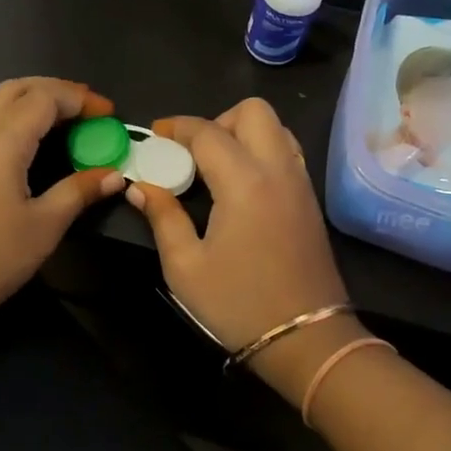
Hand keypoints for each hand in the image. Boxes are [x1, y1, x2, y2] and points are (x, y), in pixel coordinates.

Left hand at [0, 78, 123, 338]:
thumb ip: (79, 192)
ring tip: (51, 118)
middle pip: (17, 88)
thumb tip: (114, 174)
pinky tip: (8, 139)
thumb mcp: (44, 227)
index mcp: (3, 139)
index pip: (46, 98)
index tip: (108, 115)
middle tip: (86, 111)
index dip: (80, 99)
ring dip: (24, 98)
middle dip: (55, 91)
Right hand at [125, 99, 354, 398]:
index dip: (177, 127)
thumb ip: (162, 217)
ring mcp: (300, 183)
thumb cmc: (239, 304)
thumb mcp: (185, 267)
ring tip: (217, 167)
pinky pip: (287, 152)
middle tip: (193, 153)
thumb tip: (139, 186)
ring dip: (243, 133)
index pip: (208, 132)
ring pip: (276, 127)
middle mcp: (278, 170)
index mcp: (245, 182)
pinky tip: (241, 185)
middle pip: (253, 111)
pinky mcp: (310, 200)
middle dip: (217, 120)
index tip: (155, 135)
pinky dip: (262, 151)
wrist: (307, 340)